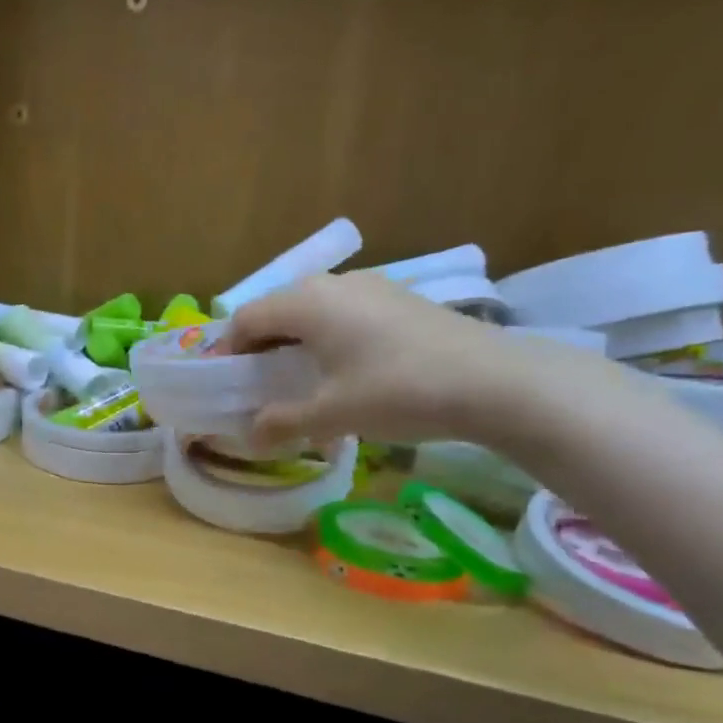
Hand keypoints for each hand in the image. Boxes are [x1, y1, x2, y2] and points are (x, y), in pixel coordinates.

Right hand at [224, 272, 618, 450]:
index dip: (228, 351)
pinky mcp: (401, 300)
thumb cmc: (397, 391)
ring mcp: (372, 287)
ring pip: (313, 310)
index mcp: (306, 303)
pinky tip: (347, 372)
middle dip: (261, 346)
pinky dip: (330, 338)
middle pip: (278, 310)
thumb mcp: (331, 414)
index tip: (227, 384)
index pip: (246, 319)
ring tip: (302, 380)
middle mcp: (333, 285)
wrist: (496, 381)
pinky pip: (346, 313)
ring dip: (296, 342)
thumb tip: (250, 437)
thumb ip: (282, 422)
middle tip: (260, 384)